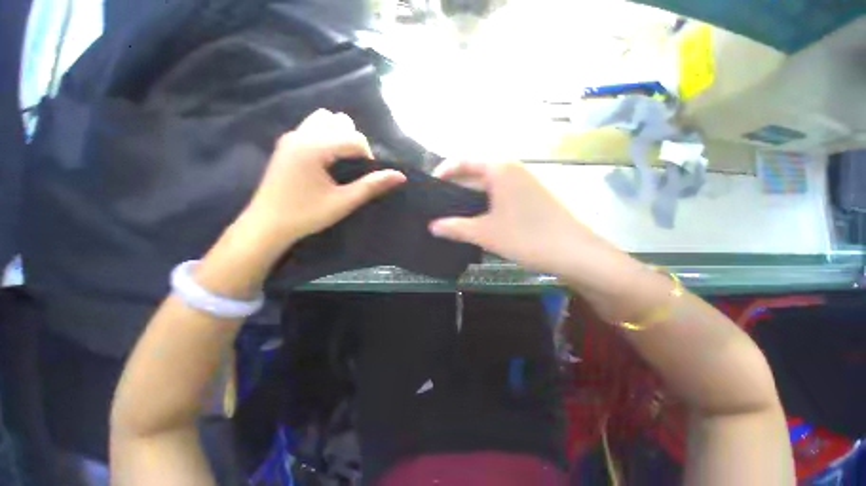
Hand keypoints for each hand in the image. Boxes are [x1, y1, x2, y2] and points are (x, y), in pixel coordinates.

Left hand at [241, 109, 405, 254]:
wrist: (267, 224)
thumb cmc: (306, 215)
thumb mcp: (344, 202)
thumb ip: (372, 186)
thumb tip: (401, 176)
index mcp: (314, 147)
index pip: (354, 137)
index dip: (367, 156)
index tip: (365, 177)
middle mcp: (301, 134)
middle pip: (339, 121)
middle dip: (353, 141)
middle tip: (352, 167)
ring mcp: (290, 137)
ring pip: (323, 120)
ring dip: (339, 135)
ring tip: (340, 161)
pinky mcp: (285, 145)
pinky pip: (311, 128)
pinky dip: (325, 137)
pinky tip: (325, 162)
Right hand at [429, 160, 637, 292]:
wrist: (573, 253)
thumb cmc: (526, 237)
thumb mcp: (485, 233)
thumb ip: (455, 228)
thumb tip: (432, 227)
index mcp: (500, 169)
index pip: (463, 161)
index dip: (444, 171)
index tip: (430, 187)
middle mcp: (512, 169)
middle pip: (475, 172)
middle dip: (455, 187)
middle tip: (438, 204)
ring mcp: (524, 182)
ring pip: (488, 184)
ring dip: (469, 197)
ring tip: (452, 213)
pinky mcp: (530, 196)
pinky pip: (499, 193)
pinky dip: (484, 203)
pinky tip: (476, 218)